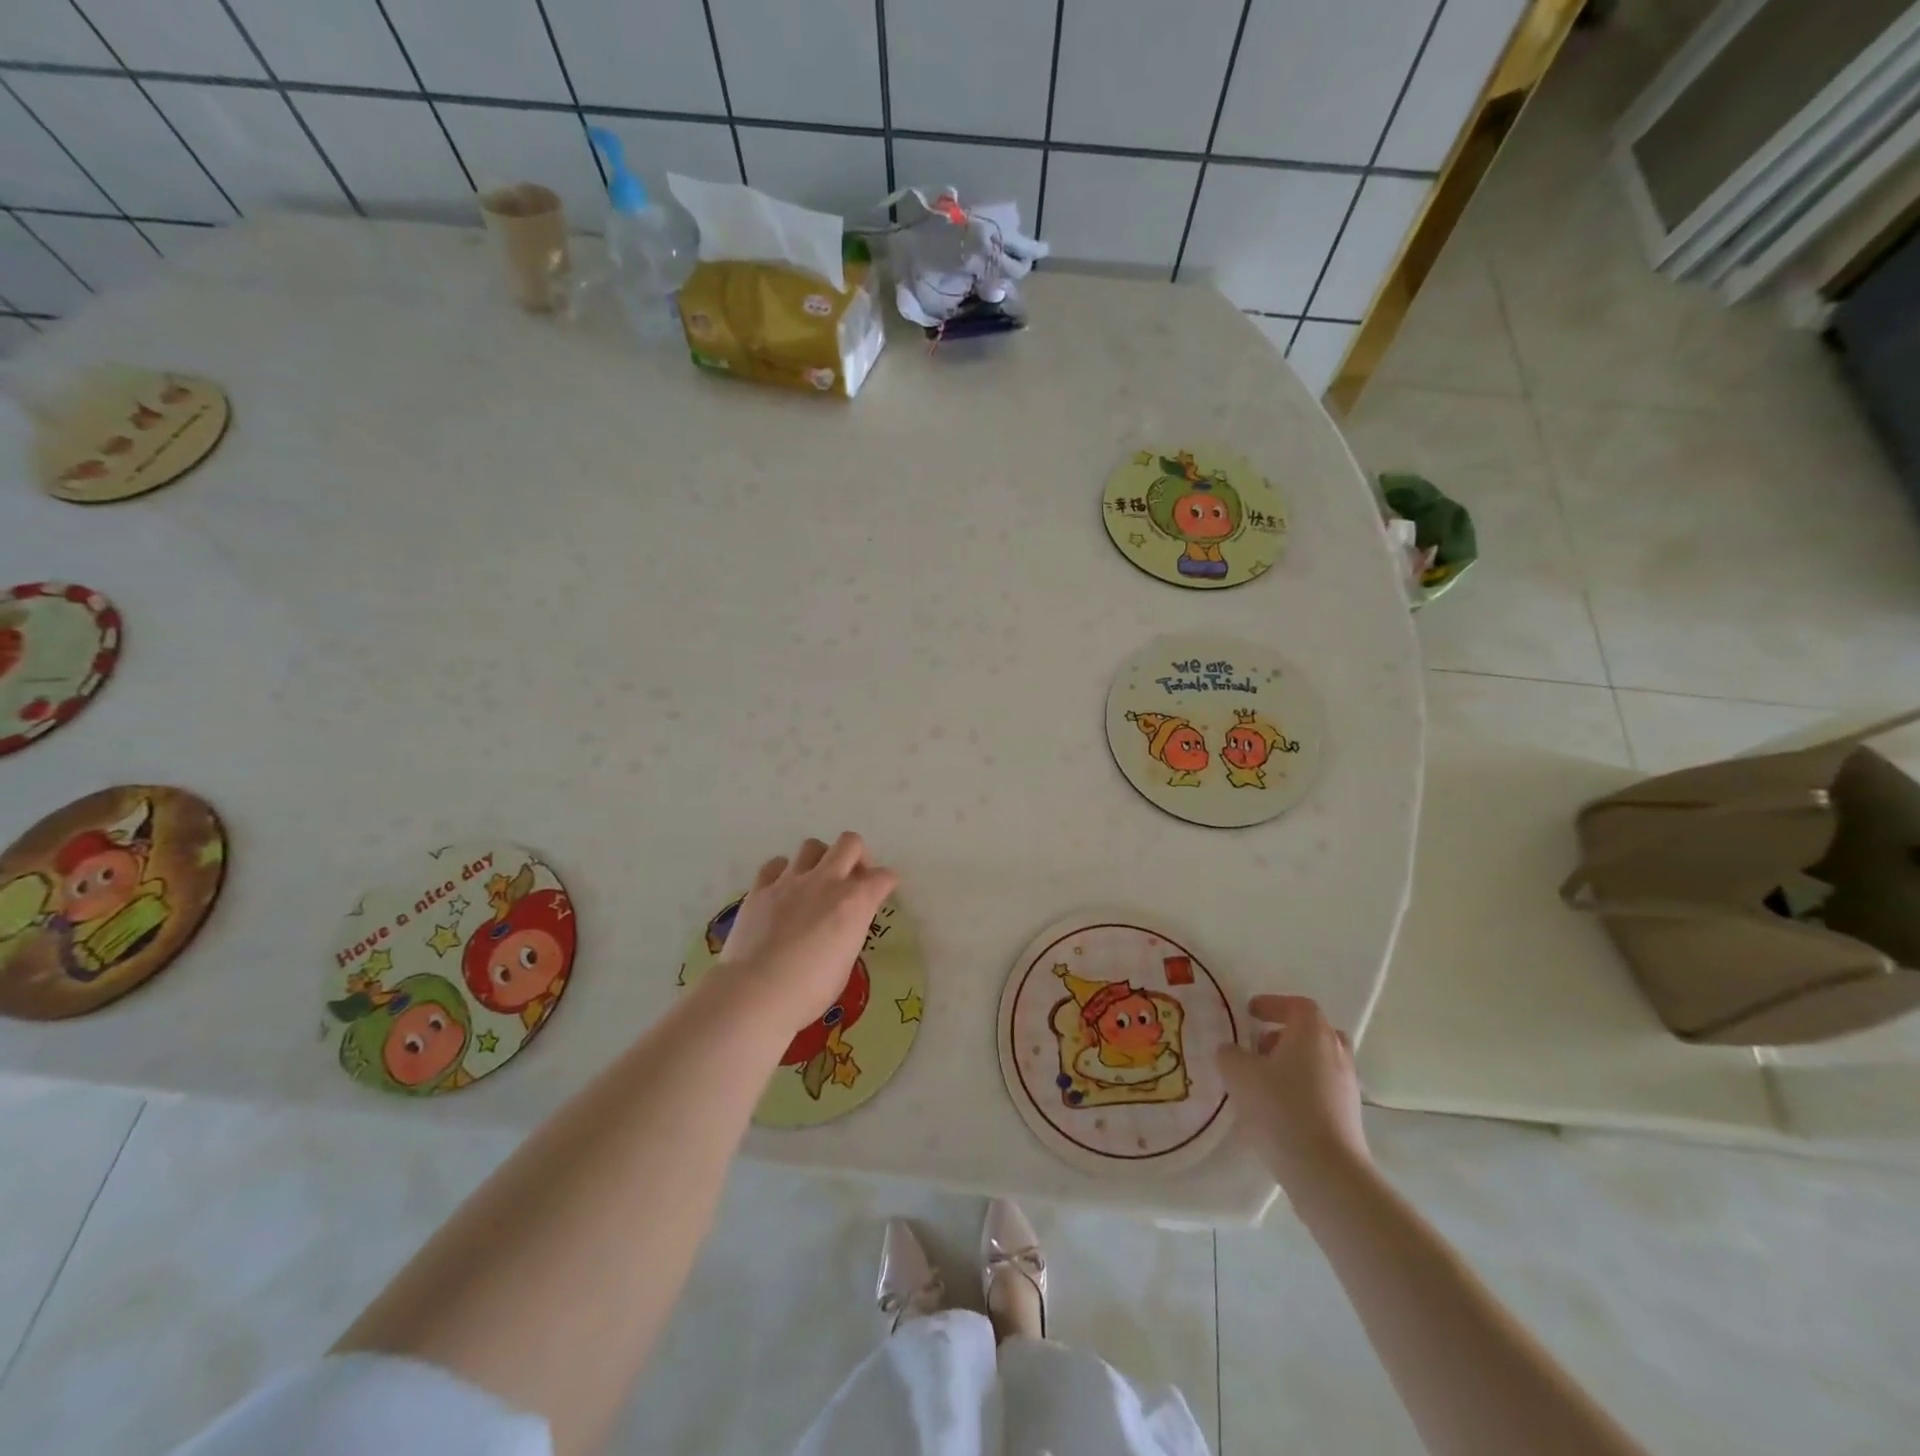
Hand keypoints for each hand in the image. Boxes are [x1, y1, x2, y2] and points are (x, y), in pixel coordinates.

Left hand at [713, 833, 897, 1033]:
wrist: (756, 992)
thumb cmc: (809, 990)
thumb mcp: (845, 963)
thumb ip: (848, 932)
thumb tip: (842, 926)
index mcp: (855, 902)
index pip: (883, 877)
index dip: (886, 883)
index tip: (883, 892)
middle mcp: (827, 881)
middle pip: (850, 843)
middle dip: (857, 855)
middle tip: (852, 878)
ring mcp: (791, 881)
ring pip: (812, 846)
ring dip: (820, 859)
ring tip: (815, 882)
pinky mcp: (760, 888)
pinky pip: (775, 865)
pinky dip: (782, 872)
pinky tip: (782, 890)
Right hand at [1218, 994, 1369, 1192]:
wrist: (1326, 1170)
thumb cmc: (1280, 1108)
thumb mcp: (1239, 1074)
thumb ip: (1230, 1055)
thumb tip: (1231, 1051)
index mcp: (1312, 1032)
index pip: (1296, 1005)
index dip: (1272, 1005)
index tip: (1250, 1013)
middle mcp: (1336, 1052)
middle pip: (1314, 1032)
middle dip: (1286, 1035)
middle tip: (1261, 1047)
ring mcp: (1347, 1085)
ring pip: (1320, 1062)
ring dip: (1294, 1064)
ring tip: (1265, 1082)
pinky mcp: (1350, 1116)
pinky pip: (1324, 1089)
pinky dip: (1303, 1089)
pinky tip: (1280, 1109)